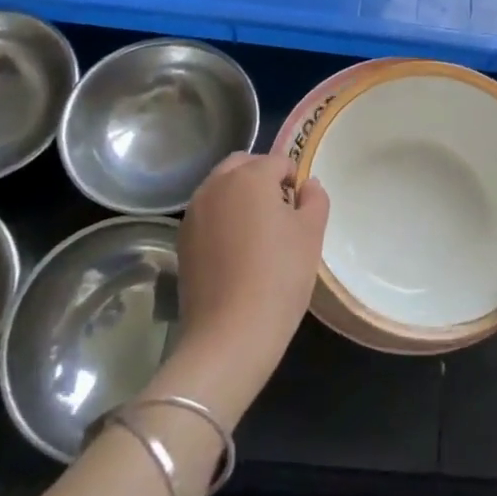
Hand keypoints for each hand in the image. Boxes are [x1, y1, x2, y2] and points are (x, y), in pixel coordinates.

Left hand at [167, 152, 328, 417]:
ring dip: (240, 196)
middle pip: (243, 165)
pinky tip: (236, 251)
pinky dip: (223, 218)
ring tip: (258, 232)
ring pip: (221, 188)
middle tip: (281, 212)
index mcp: (250, 176)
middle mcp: (216, 185)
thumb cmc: (280, 276)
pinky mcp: (182, 240)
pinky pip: (207, 213)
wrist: (230, 334)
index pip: (279, 161)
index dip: (295, 181)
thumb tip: (308, 185)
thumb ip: (315, 199)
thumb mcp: (311, 234)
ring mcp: (194, 212)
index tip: (302, 210)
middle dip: (263, 178)